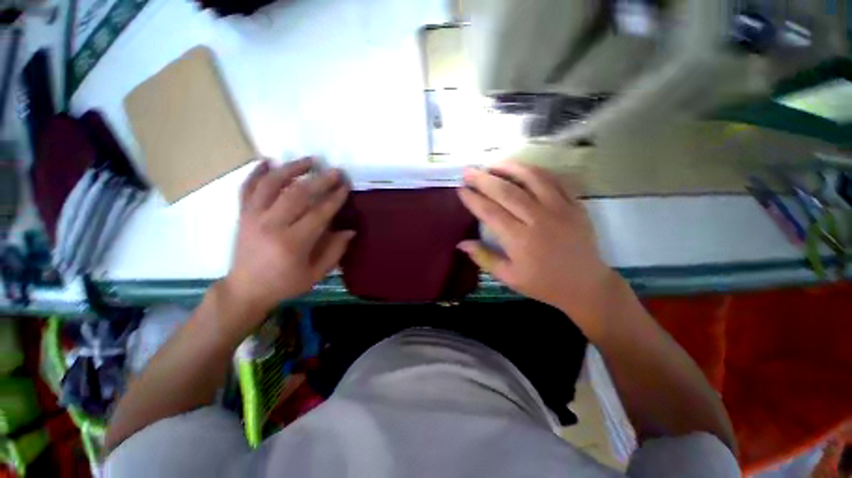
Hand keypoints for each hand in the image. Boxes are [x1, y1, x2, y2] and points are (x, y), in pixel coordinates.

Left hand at [221, 158, 353, 320]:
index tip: (345, 187)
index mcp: (293, 243)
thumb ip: (335, 251)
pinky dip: (257, 173)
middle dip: (320, 180)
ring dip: (292, 169)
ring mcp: (254, 217)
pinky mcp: (243, 215)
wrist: (245, 289)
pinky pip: (247, 188)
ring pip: (271, 184)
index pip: (319, 213)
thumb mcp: (316, 274)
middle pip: (298, 193)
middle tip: (335, 171)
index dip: (335, 198)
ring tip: (309, 161)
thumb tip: (350, 230)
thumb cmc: (284, 283)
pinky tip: (268, 162)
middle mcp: (271, 225)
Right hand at [457, 161, 618, 338]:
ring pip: (532, 179)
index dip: (473, 199)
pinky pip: (556, 180)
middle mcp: (538, 219)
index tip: (461, 190)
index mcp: (520, 239)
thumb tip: (461, 243)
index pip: (490, 212)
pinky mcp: (576, 204)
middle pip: (507, 191)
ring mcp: (560, 209)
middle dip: (484, 179)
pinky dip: (538, 171)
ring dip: (510, 168)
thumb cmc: (543, 284)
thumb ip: (484, 257)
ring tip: (493, 163)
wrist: (586, 285)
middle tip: (468, 171)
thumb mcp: (509, 277)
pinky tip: (524, 168)